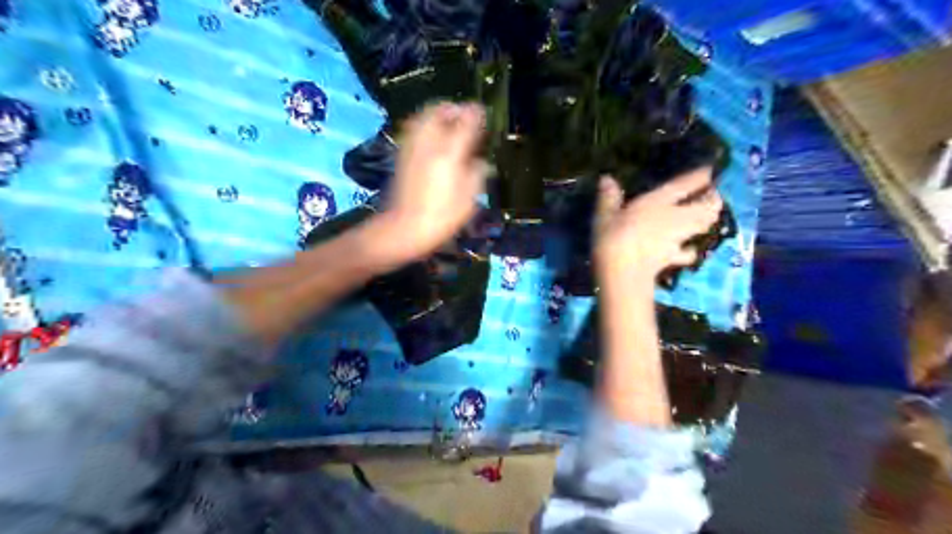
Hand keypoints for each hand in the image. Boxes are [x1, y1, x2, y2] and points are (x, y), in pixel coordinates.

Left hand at [375, 99, 486, 262]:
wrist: (403, 229)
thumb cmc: (441, 218)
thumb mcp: (469, 201)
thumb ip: (477, 174)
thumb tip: (479, 162)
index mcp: (450, 154)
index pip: (466, 121)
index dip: (477, 114)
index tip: (484, 113)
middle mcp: (429, 144)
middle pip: (440, 110)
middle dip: (454, 108)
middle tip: (465, 115)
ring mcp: (412, 147)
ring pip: (423, 116)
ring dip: (438, 114)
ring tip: (449, 123)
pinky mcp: (401, 155)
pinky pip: (414, 129)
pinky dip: (425, 126)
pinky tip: (433, 138)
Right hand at [593, 166, 722, 284]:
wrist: (623, 271)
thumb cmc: (613, 237)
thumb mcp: (605, 215)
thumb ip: (608, 197)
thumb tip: (606, 178)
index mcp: (658, 201)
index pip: (686, 184)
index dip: (700, 176)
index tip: (709, 170)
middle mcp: (674, 217)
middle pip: (706, 207)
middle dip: (713, 200)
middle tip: (713, 195)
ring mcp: (677, 238)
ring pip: (703, 227)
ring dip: (708, 220)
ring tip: (706, 216)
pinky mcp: (673, 258)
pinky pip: (688, 253)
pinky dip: (690, 250)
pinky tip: (687, 249)